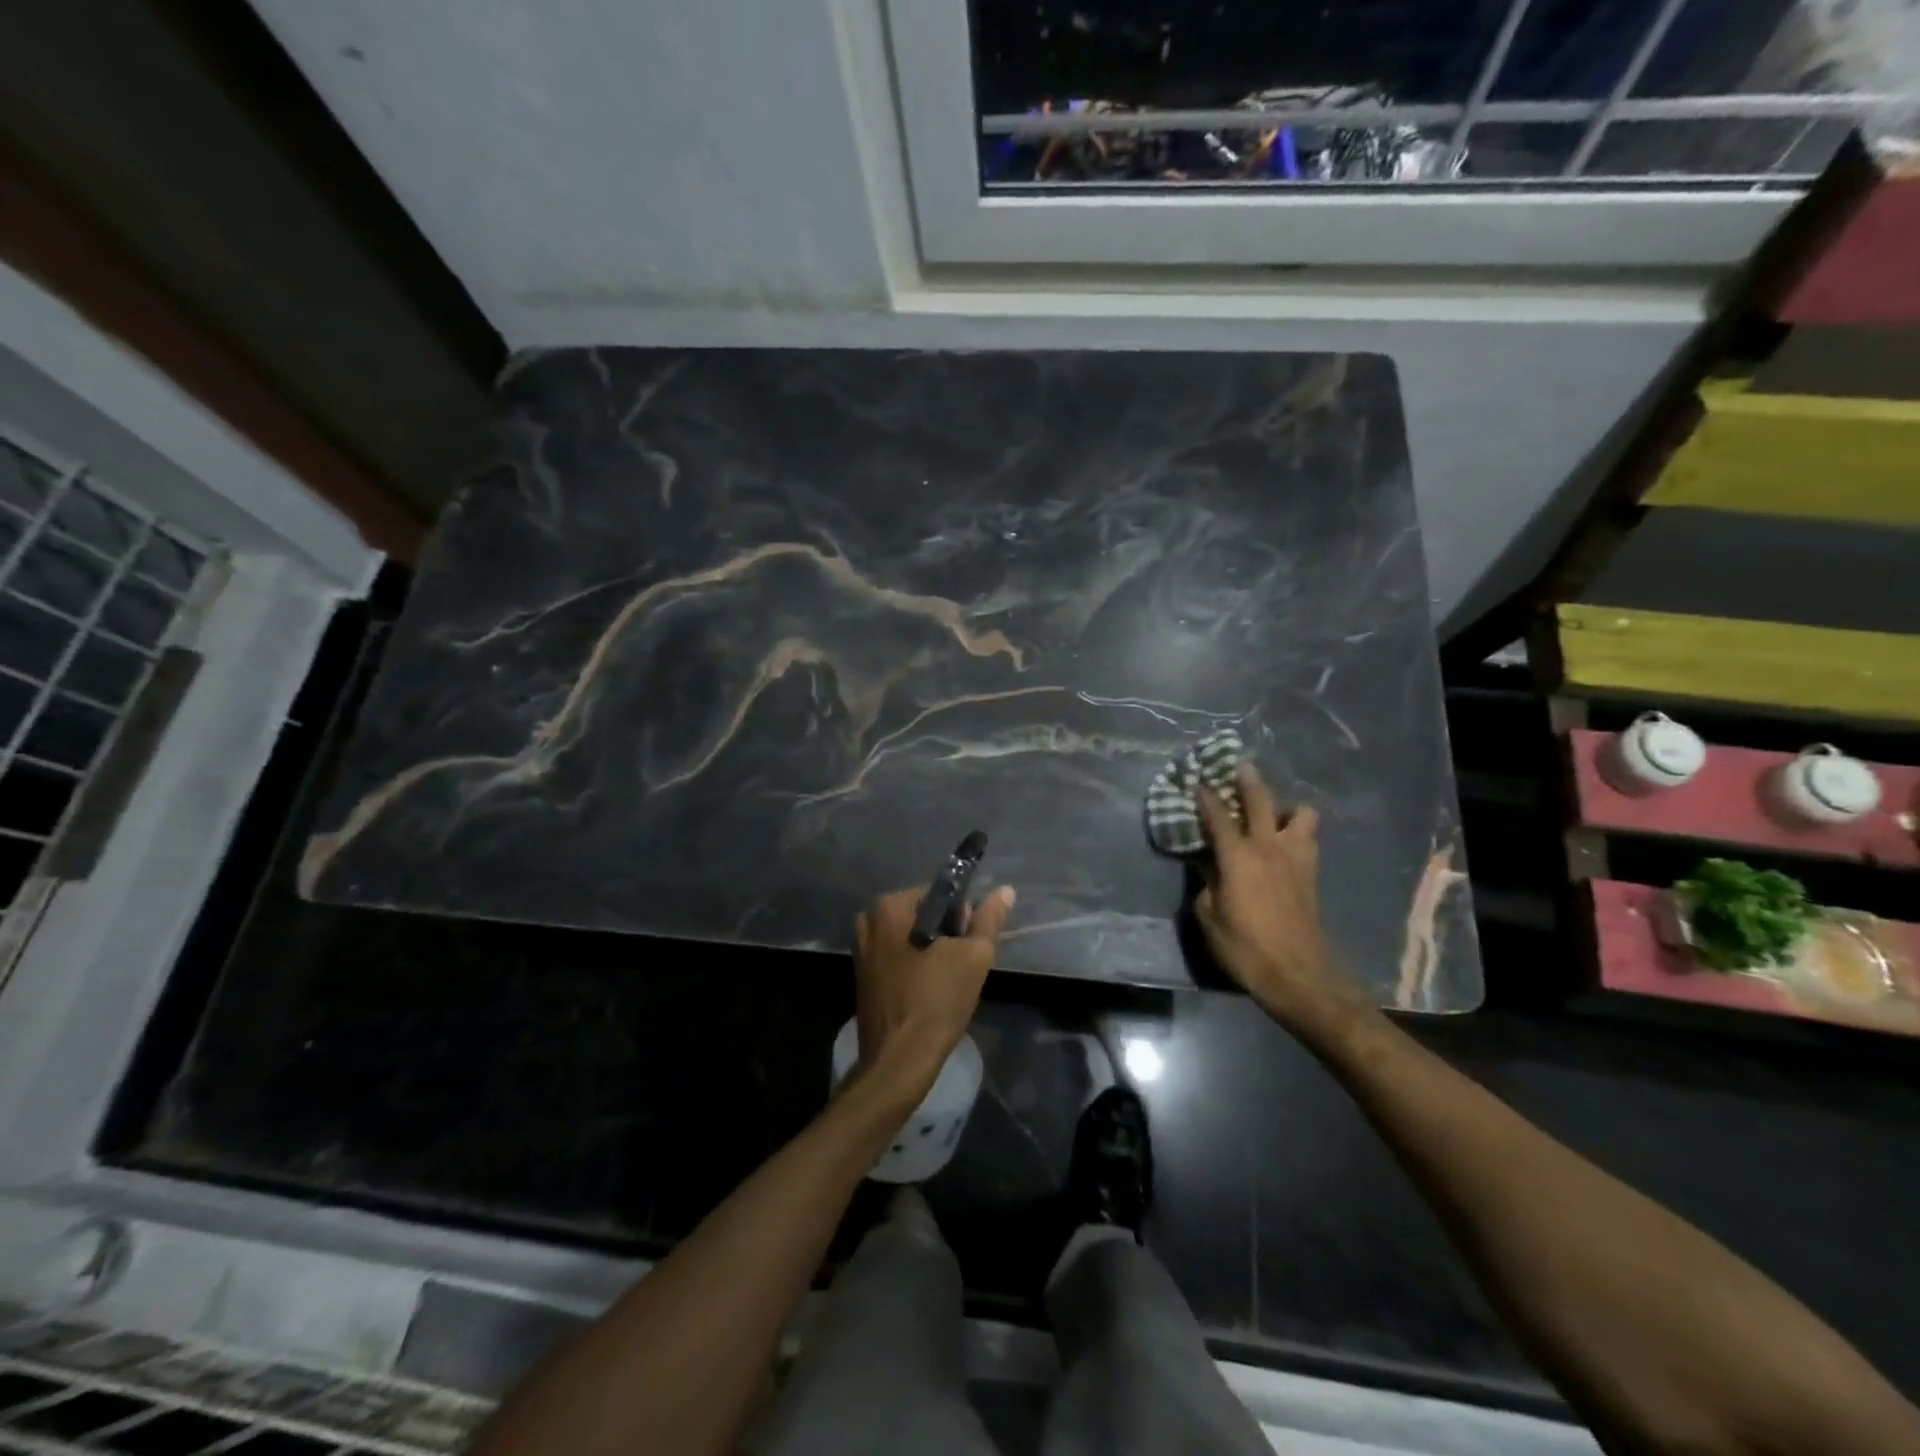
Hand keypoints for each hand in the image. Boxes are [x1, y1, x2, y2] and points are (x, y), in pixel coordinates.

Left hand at [853, 884, 1016, 1091]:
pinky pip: (898, 959)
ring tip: (949, 980)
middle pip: (922, 915)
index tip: (971, 942)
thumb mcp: (974, 956)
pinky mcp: (862, 977)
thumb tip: (1004, 890)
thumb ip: (988, 919)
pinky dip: (915, 968)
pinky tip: (930, 991)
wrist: (900, 1060)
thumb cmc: (937, 1000)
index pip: (938, 894)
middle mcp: (868, 921)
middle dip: (946, 934)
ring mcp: (861, 951)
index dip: (962, 915)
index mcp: (889, 907)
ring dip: (932, 952)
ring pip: (910, 939)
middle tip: (963, 963)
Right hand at [1194, 763, 1352, 1029]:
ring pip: (1301, 814)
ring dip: (1286, 807)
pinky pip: (1308, 838)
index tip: (1197, 782)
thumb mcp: (1209, 918)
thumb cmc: (1245, 948)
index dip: (1206, 797)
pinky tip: (1287, 841)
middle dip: (1248, 780)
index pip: (1219, 816)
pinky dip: (1298, 831)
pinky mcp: (1312, 874)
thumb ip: (1205, 885)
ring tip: (1273, 814)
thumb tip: (1208, 869)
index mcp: (1239, 857)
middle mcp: (1269, 847)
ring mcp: (1296, 858)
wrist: (1299, 975)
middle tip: (1240, 766)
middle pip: (1262, 801)